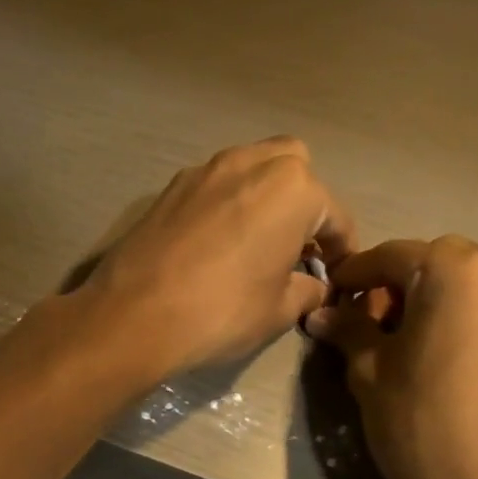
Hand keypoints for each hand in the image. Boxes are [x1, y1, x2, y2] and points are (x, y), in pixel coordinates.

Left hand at [78, 137, 354, 378]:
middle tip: (297, 246)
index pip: (335, 215)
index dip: (343, 248)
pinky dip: (228, 204)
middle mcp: (251, 163)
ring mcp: (206, 170)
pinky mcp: (170, 187)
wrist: (134, 315)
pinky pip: (215, 185)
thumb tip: (315, 286)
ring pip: (251, 168)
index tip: (339, 273)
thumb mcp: (279, 310)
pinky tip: (218, 243)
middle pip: (295, 169)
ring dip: (264, 197)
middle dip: (304, 203)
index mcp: (293, 189)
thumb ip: (307, 290)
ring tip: (258, 242)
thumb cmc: (222, 312)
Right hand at [306, 237, 477, 478]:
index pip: (394, 255)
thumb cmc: (419, 426)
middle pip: (435, 264)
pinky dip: (457, 323)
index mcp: (457, 273)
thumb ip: (348, 330)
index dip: (356, 273)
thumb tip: (322, 313)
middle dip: (395, 285)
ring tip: (399, 343)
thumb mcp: (370, 374)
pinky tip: (435, 360)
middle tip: (365, 322)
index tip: (330, 293)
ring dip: (428, 302)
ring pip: (465, 289)